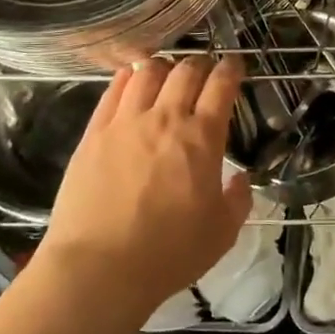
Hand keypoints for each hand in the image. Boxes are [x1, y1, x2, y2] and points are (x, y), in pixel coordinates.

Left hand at [31, 55, 251, 315]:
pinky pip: (112, 90)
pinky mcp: (94, 133)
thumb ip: (238, 199)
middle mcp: (166, 118)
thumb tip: (241, 178)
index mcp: (203, 138)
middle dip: (201, 64)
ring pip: (147, 72)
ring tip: (167, 74)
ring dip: (164, 67)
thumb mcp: (223, 232)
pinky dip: (127, 77)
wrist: (99, 269)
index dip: (231, 69)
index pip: (221, 85)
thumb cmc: (169, 253)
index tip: (235, 66)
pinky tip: (131, 80)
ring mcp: (125, 122)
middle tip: (205, 71)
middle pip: (186, 70)